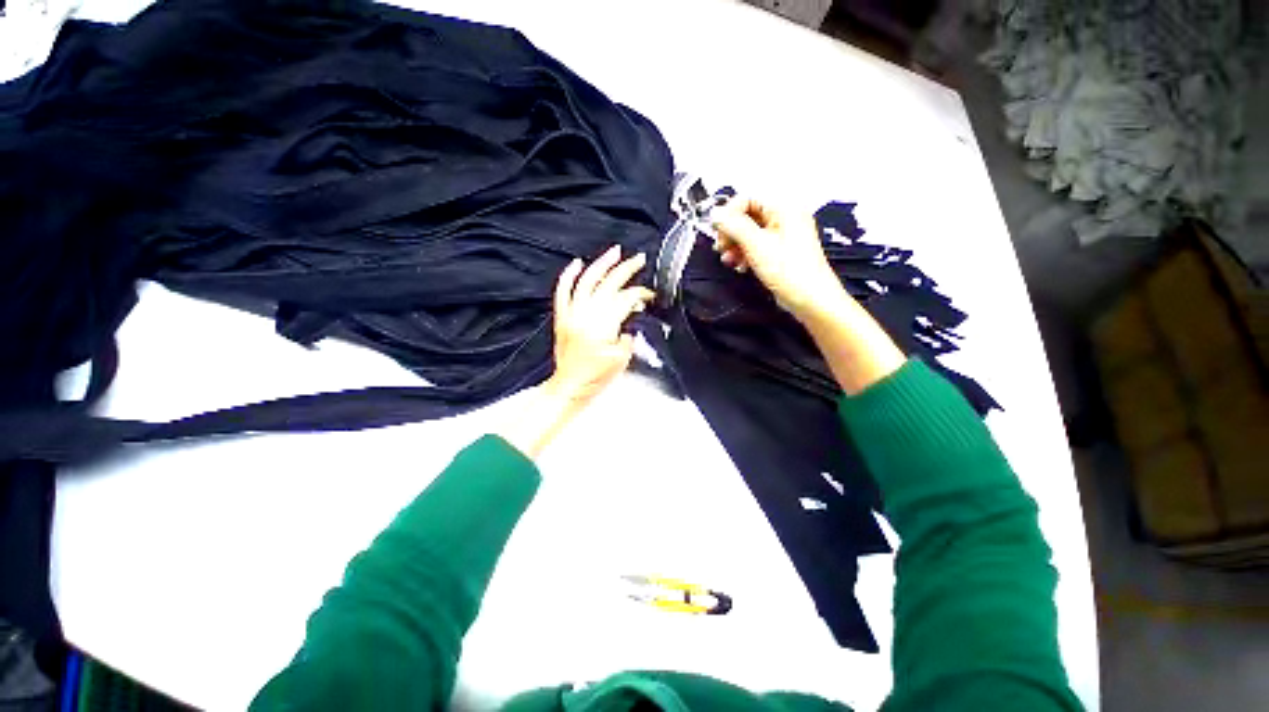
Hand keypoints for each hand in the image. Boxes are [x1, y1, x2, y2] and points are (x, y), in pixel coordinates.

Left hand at [497, 246, 652, 457]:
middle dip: (627, 270)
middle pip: (609, 284)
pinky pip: (563, 290)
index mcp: (603, 325)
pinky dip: (569, 275)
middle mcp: (586, 314)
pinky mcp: (561, 316)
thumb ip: (628, 334)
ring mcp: (571, 313)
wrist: (570, 386)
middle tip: (639, 259)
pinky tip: (577, 262)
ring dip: (601, 264)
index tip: (649, 295)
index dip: (640, 293)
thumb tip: (630, 318)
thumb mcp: (621, 358)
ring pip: (586, 280)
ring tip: (614, 252)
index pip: (625, 299)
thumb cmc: (596, 377)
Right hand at [713, 196, 904, 394]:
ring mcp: (783, 236)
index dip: (730, 213)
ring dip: (735, 246)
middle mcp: (784, 217)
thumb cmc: (788, 270)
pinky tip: (740, 267)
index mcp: (784, 208)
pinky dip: (744, 255)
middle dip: (731, 232)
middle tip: (721, 248)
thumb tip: (715, 213)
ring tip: (729, 261)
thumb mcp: (756, 245)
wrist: (810, 299)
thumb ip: (733, 226)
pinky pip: (756, 246)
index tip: (718, 231)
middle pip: (747, 216)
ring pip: (749, 233)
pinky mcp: (779, 253)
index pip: (748, 198)